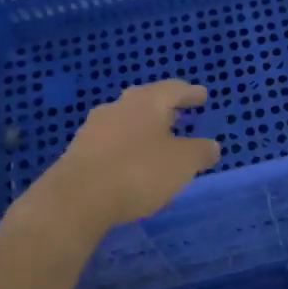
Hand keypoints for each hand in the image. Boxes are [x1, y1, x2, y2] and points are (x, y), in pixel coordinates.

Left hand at [38, 81, 220, 230]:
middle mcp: (119, 106)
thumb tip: (211, 146)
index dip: (191, 93)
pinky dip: (125, 148)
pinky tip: (131, 163)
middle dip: (164, 109)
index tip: (202, 96)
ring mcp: (94, 128)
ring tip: (156, 142)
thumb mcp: (183, 164)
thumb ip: (201, 152)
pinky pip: (110, 143)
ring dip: (142, 129)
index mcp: (147, 101)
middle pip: (147, 101)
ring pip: (126, 121)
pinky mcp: (78, 151)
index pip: (174, 89)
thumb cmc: (138, 172)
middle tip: (179, 115)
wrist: (76, 199)